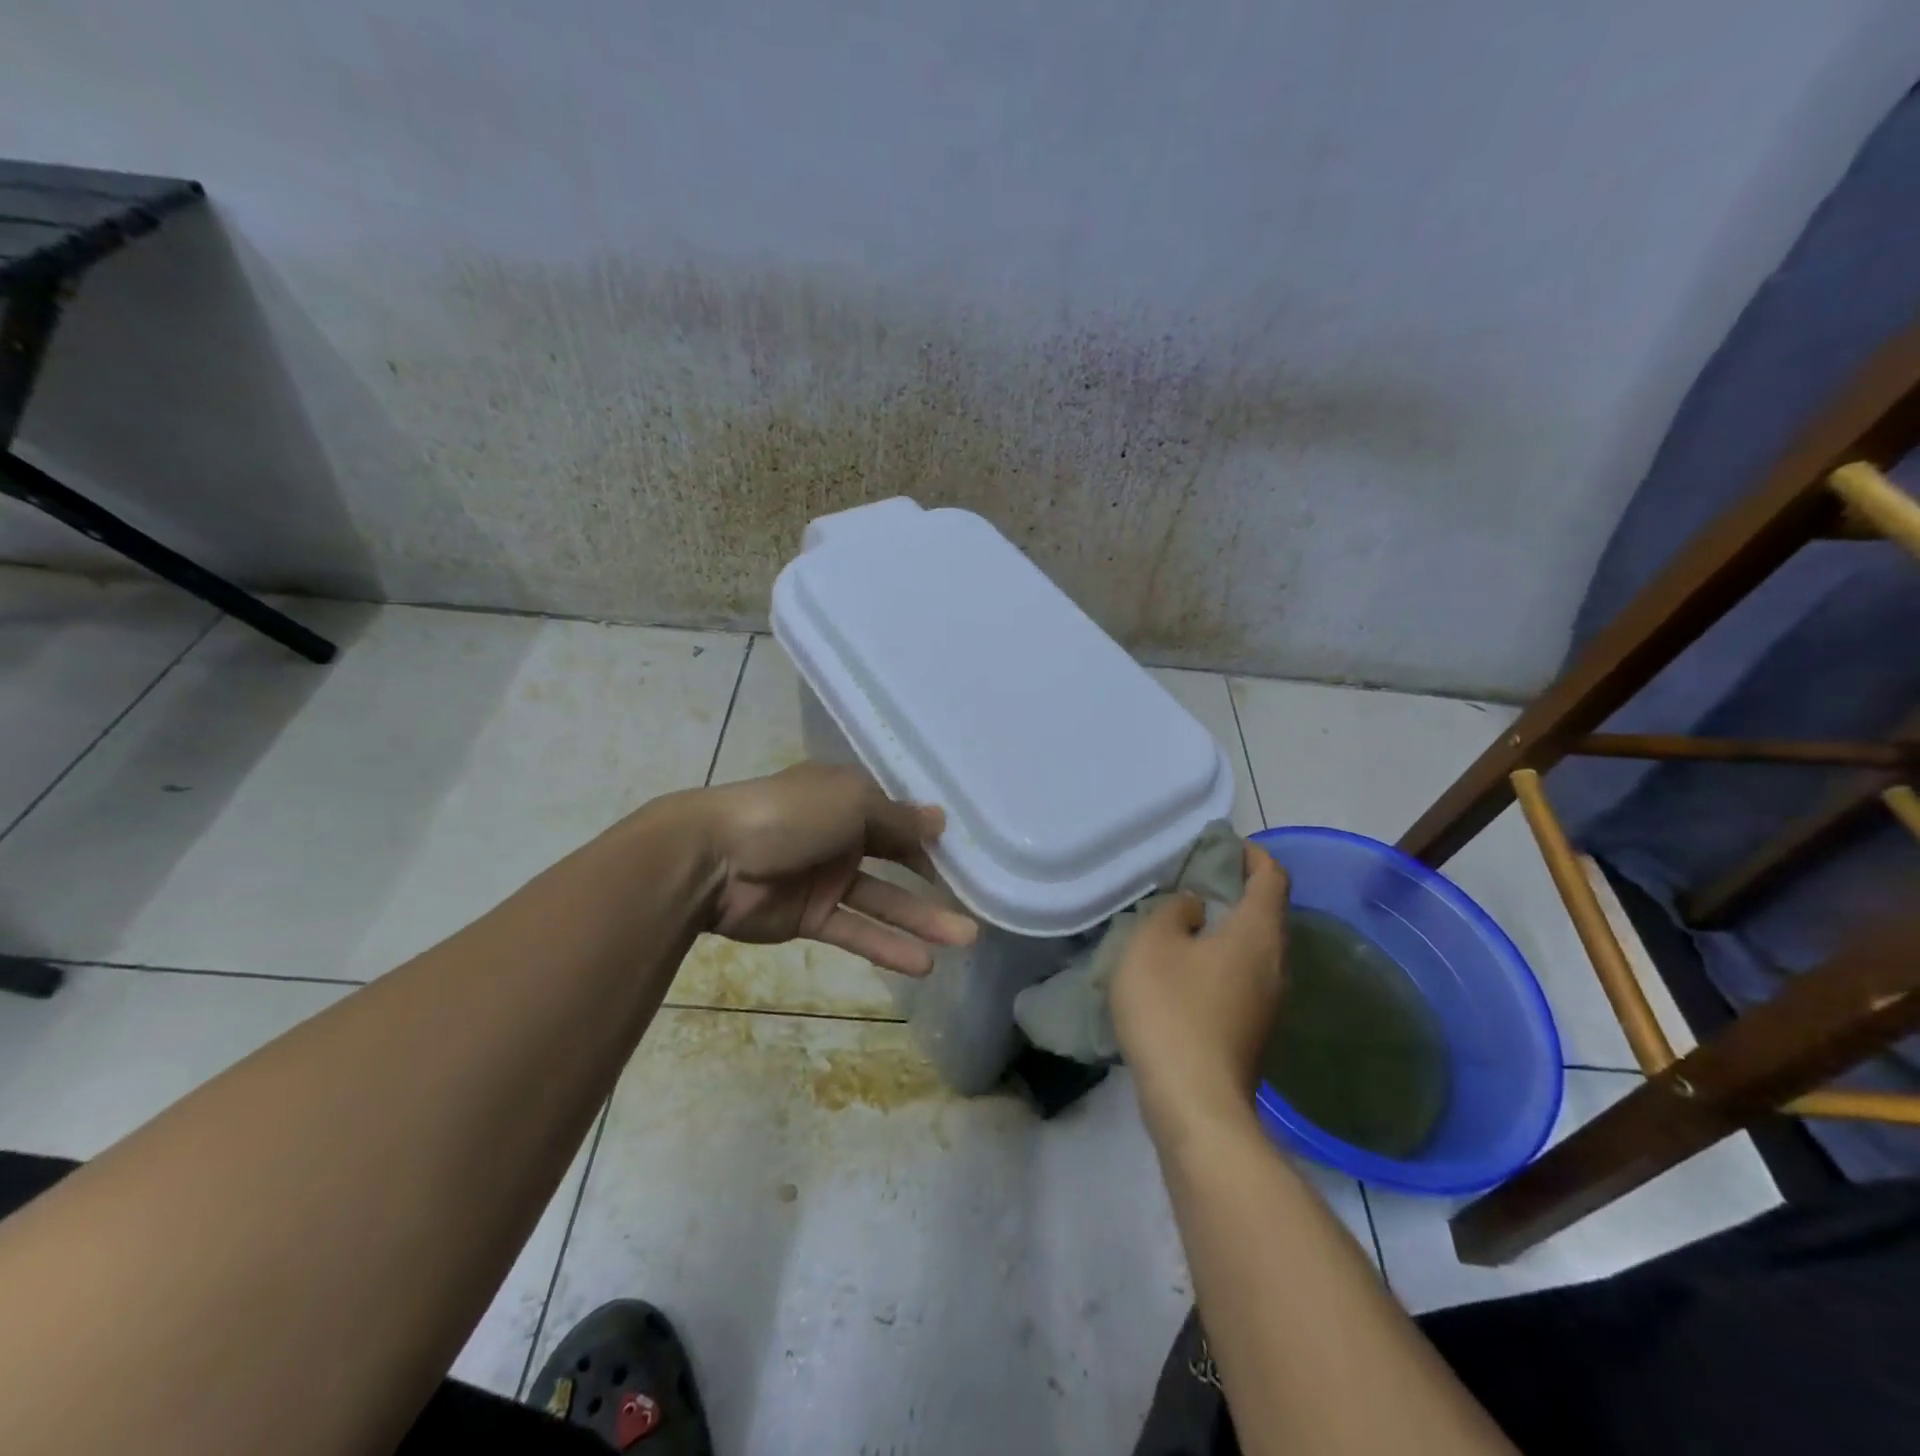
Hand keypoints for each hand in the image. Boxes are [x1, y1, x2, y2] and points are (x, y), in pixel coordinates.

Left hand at [690, 763, 977, 975]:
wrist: (711, 859)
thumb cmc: (788, 816)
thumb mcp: (852, 803)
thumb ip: (898, 819)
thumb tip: (940, 820)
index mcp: (845, 798)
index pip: (897, 816)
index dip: (929, 836)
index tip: (966, 856)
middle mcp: (839, 835)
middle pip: (895, 859)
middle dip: (934, 881)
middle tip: (976, 903)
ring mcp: (824, 878)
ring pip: (883, 900)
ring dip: (921, 920)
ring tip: (966, 939)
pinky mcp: (809, 916)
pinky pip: (856, 930)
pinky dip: (887, 946)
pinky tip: (924, 964)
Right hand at [1112, 844, 1288, 1132]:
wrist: (1195, 1103)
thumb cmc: (1172, 1010)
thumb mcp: (1153, 943)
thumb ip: (1174, 911)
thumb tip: (1194, 907)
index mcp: (1257, 933)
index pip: (1272, 876)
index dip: (1251, 854)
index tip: (1220, 847)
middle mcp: (1275, 964)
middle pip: (1267, 912)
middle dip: (1235, 890)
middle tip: (1191, 882)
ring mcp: (1269, 1003)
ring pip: (1255, 948)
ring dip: (1227, 928)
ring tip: (1183, 923)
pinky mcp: (1254, 1031)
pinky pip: (1244, 977)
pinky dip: (1222, 960)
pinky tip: (1185, 971)